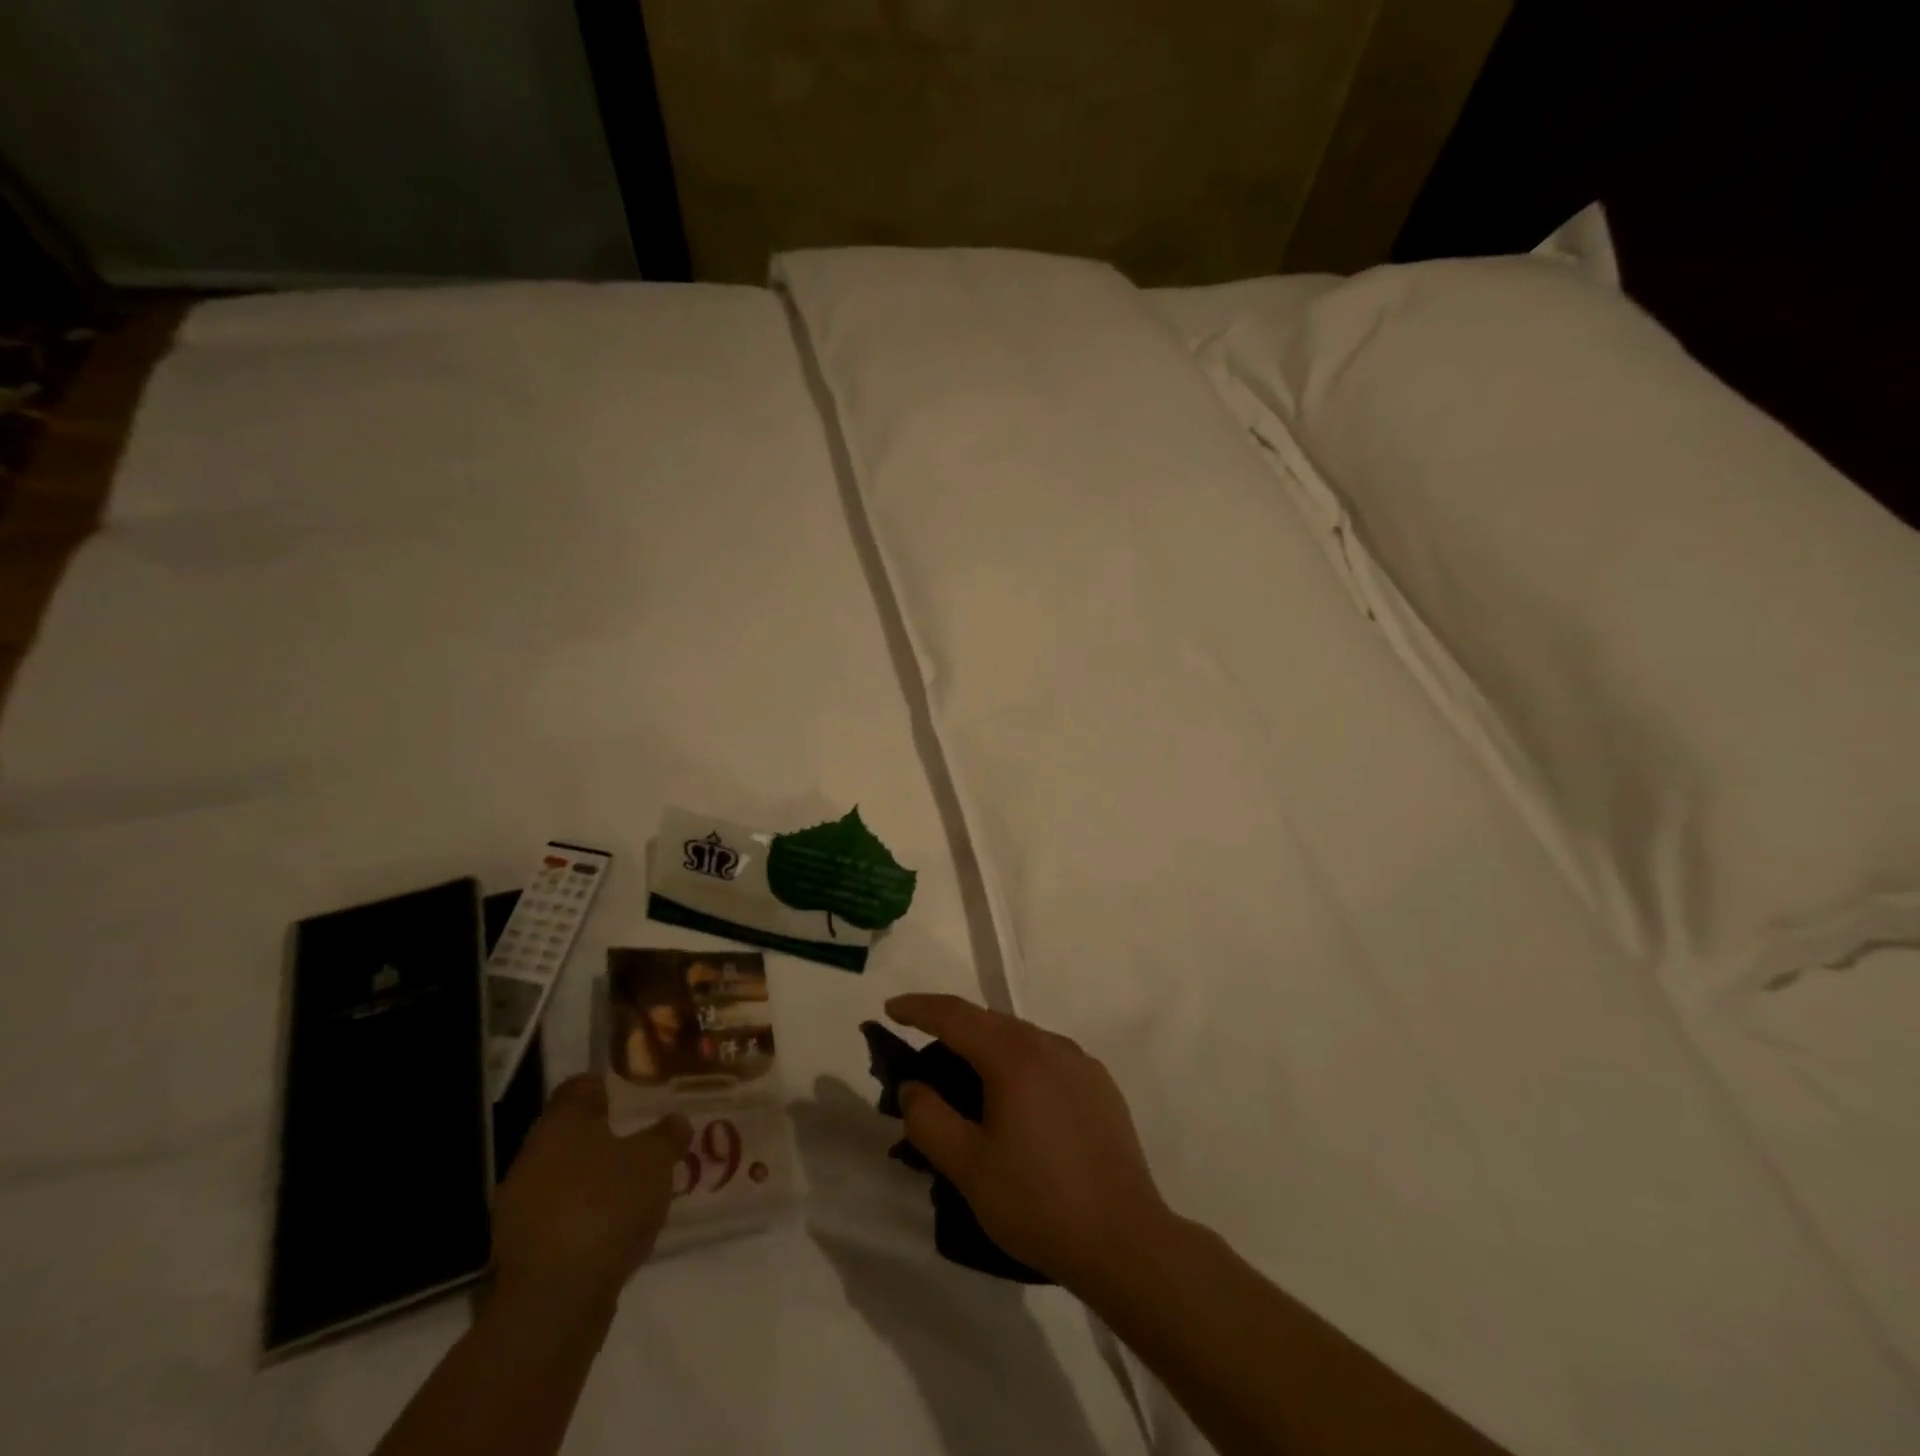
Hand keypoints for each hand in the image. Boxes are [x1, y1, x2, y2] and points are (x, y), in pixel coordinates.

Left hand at [490, 1075, 691, 1321]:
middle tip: (649, 1138)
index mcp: (560, 1124)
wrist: (555, 1302)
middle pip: (574, 1133)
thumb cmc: (606, 1207)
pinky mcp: (523, 1251)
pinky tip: (620, 1226)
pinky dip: (589, 1216)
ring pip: (568, 1177)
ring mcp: (521, 1207)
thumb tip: (675, 1120)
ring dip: (599, 1179)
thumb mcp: (655, 1160)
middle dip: (610, 1135)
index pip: (581, 1086)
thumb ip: (667, 1134)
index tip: (641, 1092)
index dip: (612, 1084)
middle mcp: (533, 1157)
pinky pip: (563, 1216)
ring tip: (641, 1185)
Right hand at [885, 993, 1173, 1289]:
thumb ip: (929, 1119)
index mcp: (1014, 1056)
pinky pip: (1048, 1058)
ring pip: (1020, 1038)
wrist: (1124, 1240)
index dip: (918, 1008)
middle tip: (922, 1056)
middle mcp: (1049, 1044)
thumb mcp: (968, 1167)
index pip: (955, 1015)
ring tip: (966, 1081)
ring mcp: (1080, 1062)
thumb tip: (913, 1086)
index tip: (891, 1009)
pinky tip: (1016, 1102)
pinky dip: (1019, 1064)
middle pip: (989, 1022)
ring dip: (986, 1047)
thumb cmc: (1037, 1202)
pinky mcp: (1100, 1084)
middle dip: (951, 1030)